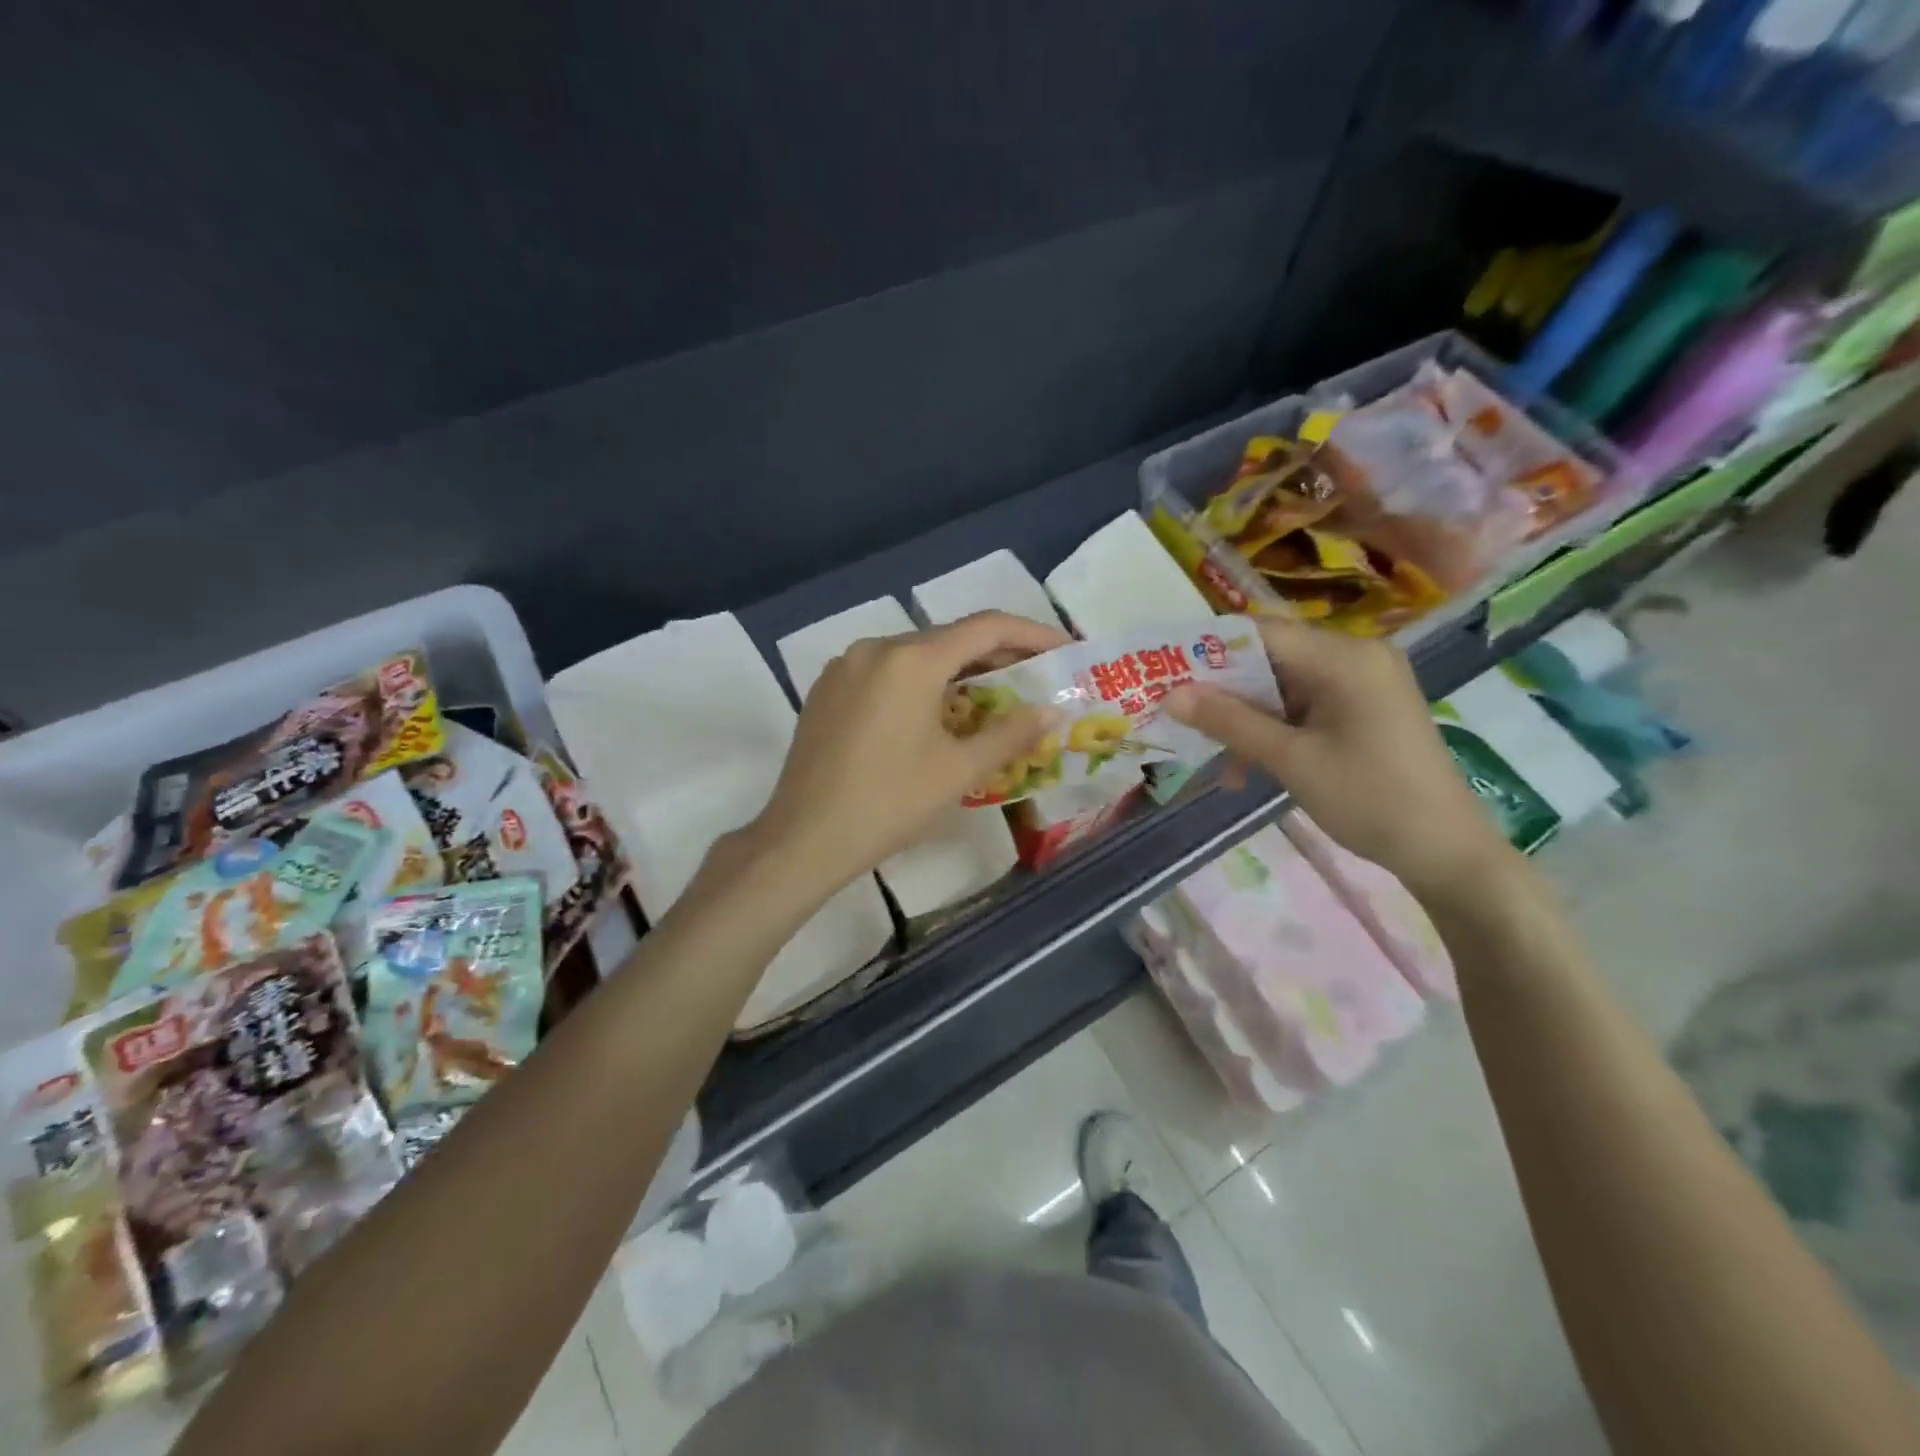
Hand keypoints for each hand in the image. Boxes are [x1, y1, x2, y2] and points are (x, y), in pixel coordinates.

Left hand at [743, 611, 1068, 894]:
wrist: (805, 838)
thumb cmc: (889, 803)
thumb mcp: (958, 770)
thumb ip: (1010, 733)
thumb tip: (1050, 710)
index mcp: (911, 660)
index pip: (986, 627)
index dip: (1031, 633)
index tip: (1063, 648)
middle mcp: (875, 648)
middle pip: (949, 638)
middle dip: (996, 655)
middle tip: (1033, 677)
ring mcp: (845, 666)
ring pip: (915, 654)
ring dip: (956, 670)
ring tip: (990, 696)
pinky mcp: (827, 689)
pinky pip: (886, 672)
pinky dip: (920, 682)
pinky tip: (935, 712)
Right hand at [1166, 618, 1516, 899]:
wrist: (1445, 851)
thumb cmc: (1369, 798)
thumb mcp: (1290, 760)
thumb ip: (1229, 721)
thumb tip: (1170, 695)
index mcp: (1344, 658)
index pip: (1261, 633)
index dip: (1210, 649)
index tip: (1167, 673)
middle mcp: (1356, 657)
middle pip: (1271, 659)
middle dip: (1225, 692)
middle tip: (1182, 719)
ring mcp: (1363, 684)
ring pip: (1283, 687)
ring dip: (1248, 720)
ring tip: (1222, 761)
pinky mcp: (1364, 710)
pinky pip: (1305, 707)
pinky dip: (1275, 731)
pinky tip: (1252, 767)